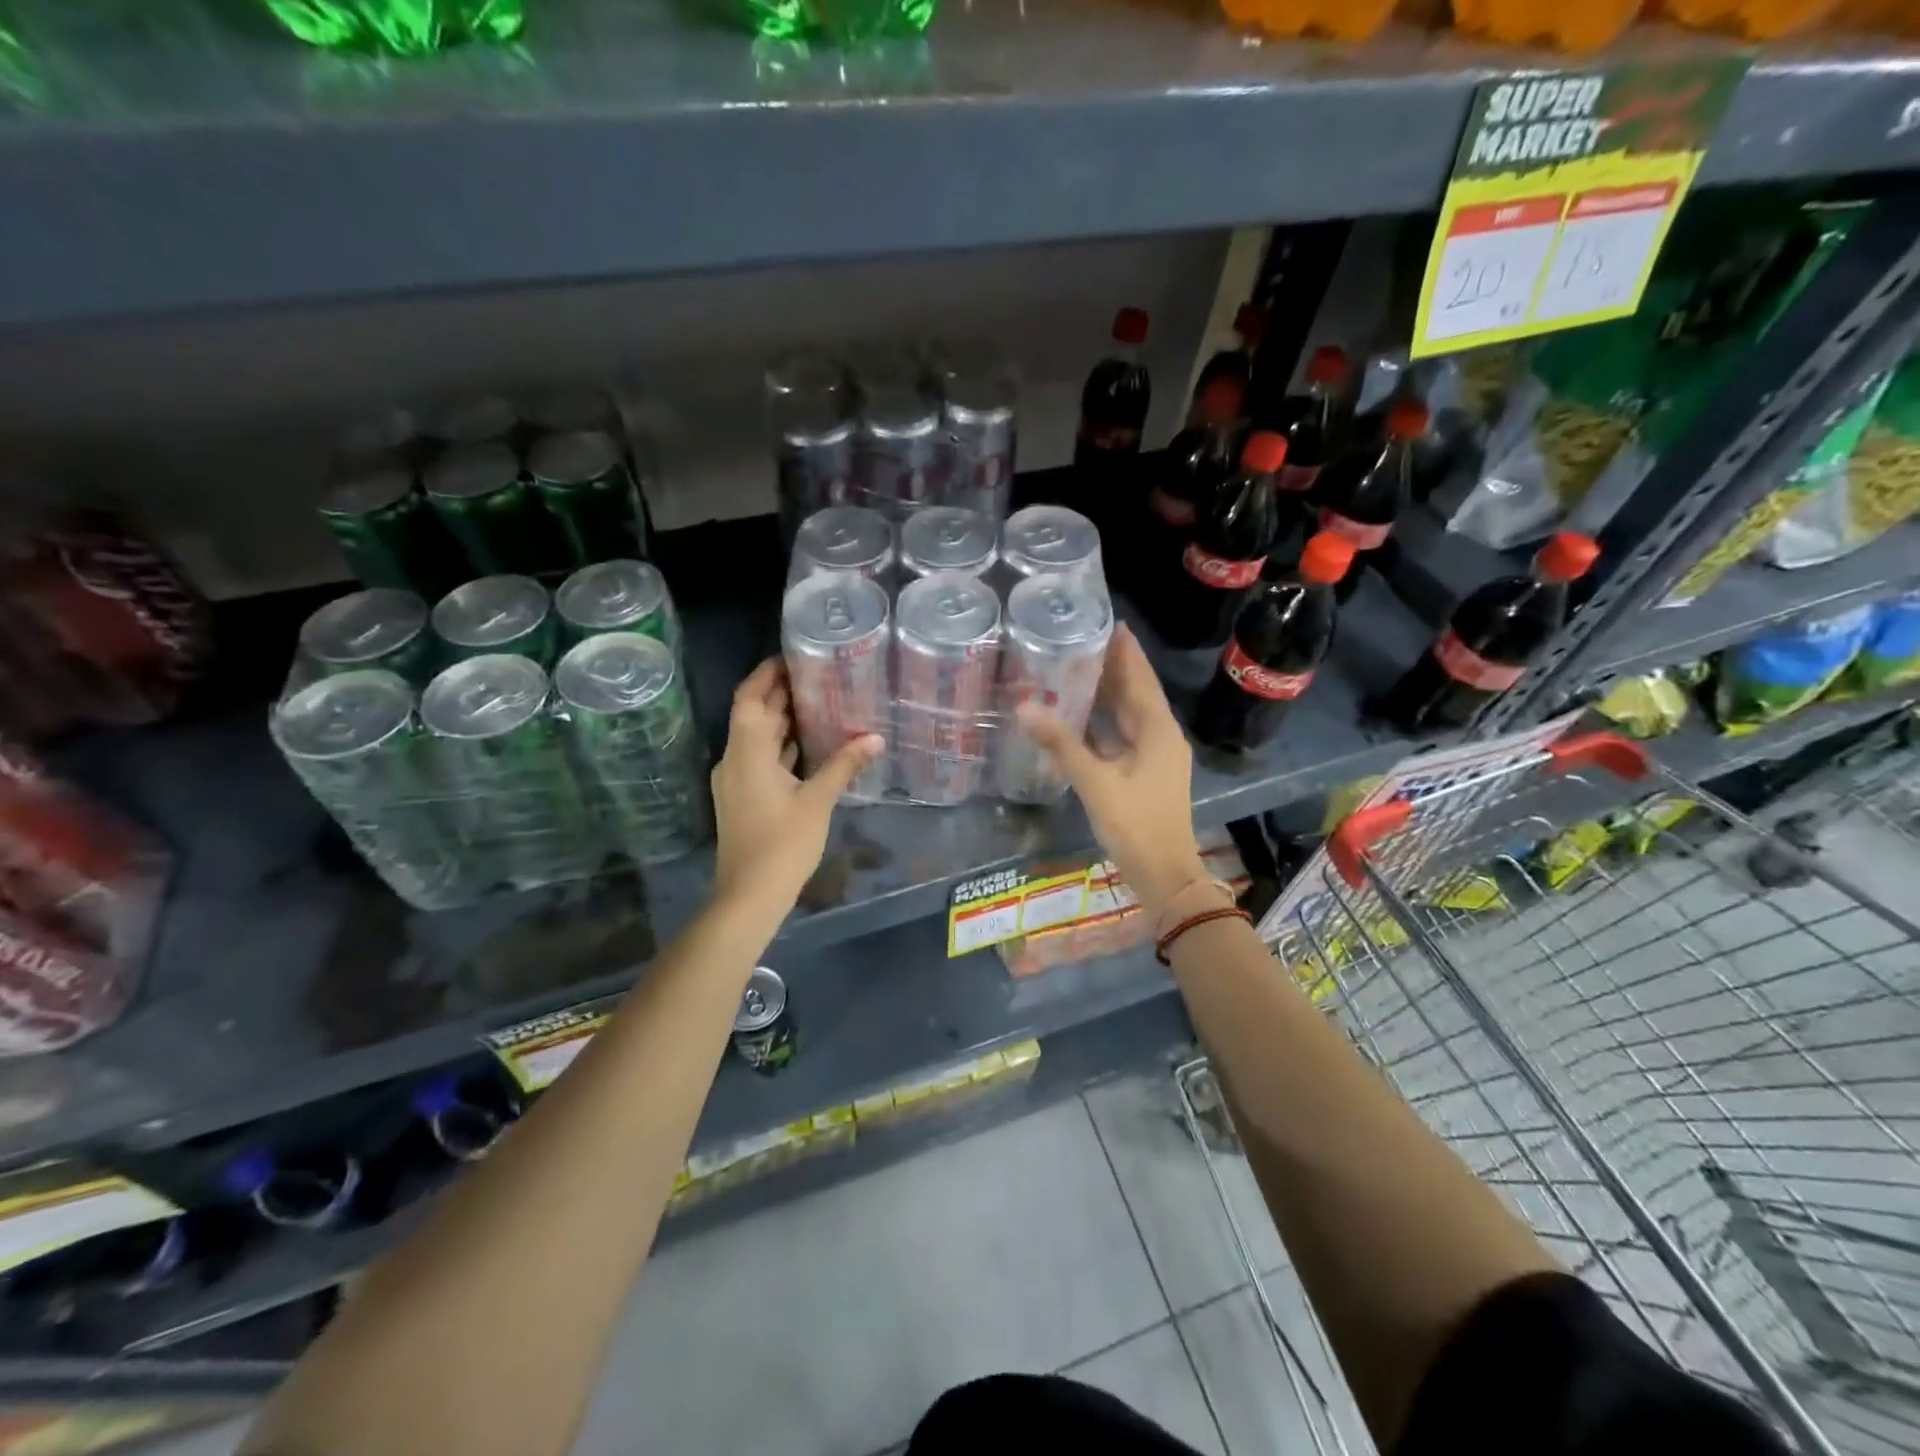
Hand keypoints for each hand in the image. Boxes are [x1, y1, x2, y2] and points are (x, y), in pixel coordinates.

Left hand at [711, 658, 884, 914]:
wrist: (749, 895)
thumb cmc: (783, 843)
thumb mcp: (818, 801)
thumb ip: (844, 765)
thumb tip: (875, 738)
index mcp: (747, 752)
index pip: (750, 697)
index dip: (767, 674)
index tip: (792, 657)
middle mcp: (735, 759)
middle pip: (754, 715)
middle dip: (780, 693)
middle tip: (817, 674)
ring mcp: (737, 780)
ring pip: (757, 738)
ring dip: (781, 719)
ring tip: (819, 701)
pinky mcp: (743, 797)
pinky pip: (761, 758)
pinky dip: (781, 745)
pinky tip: (808, 744)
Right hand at [1014, 625, 1206, 916]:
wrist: (1165, 875)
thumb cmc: (1135, 825)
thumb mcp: (1095, 782)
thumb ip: (1061, 743)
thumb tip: (1025, 707)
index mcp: (1158, 730)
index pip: (1140, 678)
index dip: (1126, 650)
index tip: (1108, 621)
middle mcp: (1162, 736)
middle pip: (1136, 693)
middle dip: (1114, 668)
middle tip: (1082, 639)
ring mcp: (1156, 756)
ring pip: (1130, 715)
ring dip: (1109, 695)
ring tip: (1077, 668)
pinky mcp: (1146, 774)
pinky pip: (1124, 737)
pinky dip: (1105, 723)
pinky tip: (1080, 717)